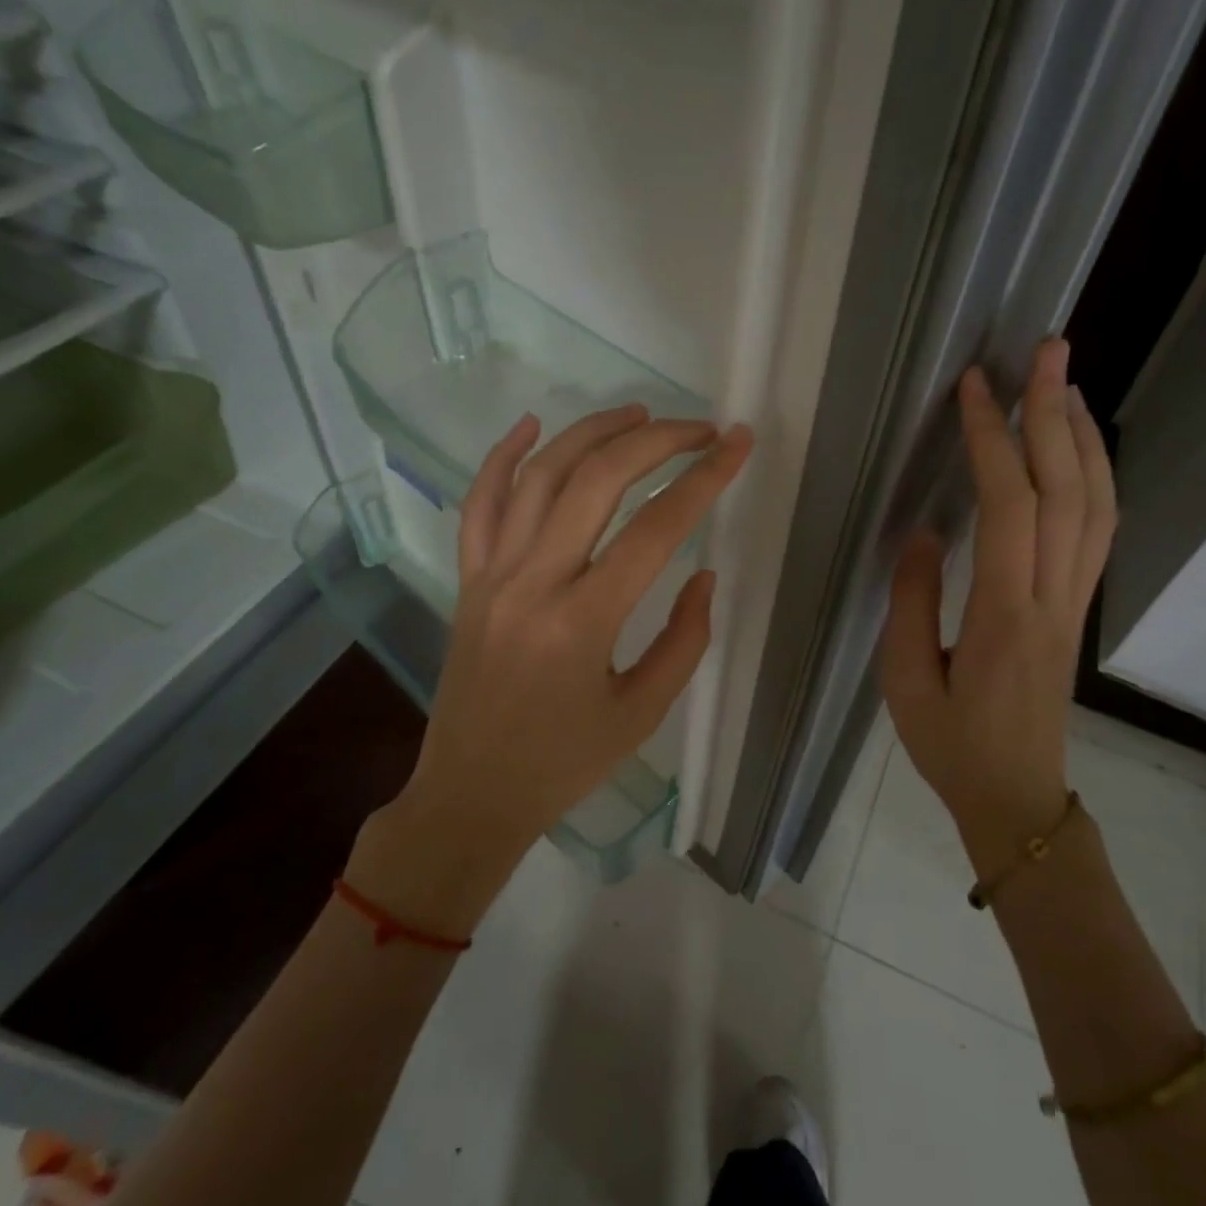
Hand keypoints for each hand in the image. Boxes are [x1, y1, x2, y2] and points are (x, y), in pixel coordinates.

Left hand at [351, 405, 752, 930]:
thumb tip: (701, 572)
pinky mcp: (468, 578)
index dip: (704, 479)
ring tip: (639, 413)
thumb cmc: (564, 763)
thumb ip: (684, 639)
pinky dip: (503, 456)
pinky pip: (479, 503)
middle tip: (699, 429)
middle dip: (656, 441)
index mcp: (583, 623)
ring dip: (592, 432)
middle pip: (597, 481)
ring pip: (540, 476)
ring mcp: (492, 574)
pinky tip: (532, 424)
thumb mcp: (643, 713)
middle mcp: (533, 583)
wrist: (472, 792)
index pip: (655, 529)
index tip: (737, 444)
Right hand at [879, 339, 1115, 876]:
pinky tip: (1077, 450)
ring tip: (1064, 383)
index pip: (1008, 507)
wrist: (1017, 799)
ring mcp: (1074, 603)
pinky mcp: (1077, 609)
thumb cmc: (951, 745)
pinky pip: (1099, 530)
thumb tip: (925, 530)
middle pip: (1069, 490)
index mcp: (1003, 615)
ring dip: (1083, 437)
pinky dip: (1095, 477)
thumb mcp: (904, 679)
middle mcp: (1052, 598)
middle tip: (1046, 350)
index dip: (993, 440)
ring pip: (1097, 506)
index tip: (974, 388)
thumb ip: (911, 600)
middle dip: (1056, 413)